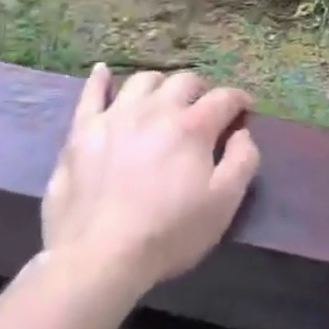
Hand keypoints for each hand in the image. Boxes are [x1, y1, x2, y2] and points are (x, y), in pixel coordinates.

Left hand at [42, 65, 259, 297]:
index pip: (224, 98)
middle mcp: (156, 109)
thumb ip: (242, 161)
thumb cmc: (168, 233)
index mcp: (192, 126)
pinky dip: (99, 80)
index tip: (245, 107)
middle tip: (204, 107)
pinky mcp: (82, 131)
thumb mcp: (223, 205)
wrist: (98, 256)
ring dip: (160, 85)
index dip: (239, 100)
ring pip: (142, 82)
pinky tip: (103, 71)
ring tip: (163, 99)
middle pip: (184, 81)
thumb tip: (244, 133)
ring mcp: (116, 116)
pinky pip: (91, 94)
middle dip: (200, 89)